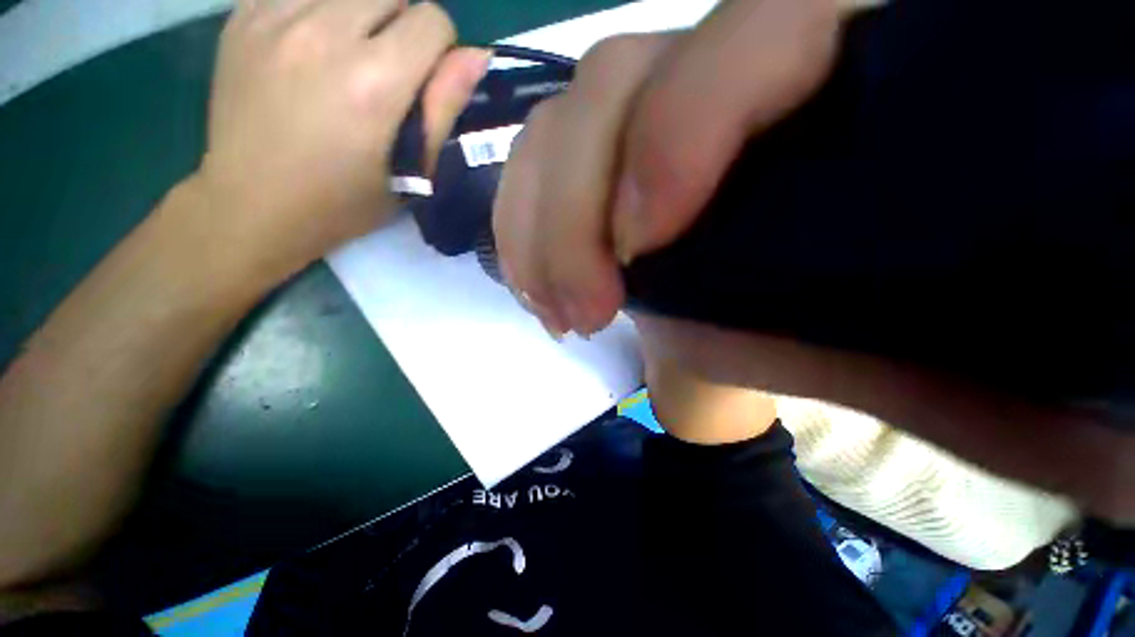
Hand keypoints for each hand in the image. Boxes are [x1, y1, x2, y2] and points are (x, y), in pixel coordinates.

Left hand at [196, 0, 489, 284]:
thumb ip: (444, 107)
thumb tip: (477, 55)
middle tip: (386, 71)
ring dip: (360, 13)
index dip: (439, 48)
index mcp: (374, 82)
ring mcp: (275, 19)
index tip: (425, 79)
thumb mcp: (412, 170)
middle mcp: (324, 34)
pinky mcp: (241, 17)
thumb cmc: (345, 200)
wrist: (254, 203)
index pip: (432, 20)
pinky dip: (318, 8)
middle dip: (402, 26)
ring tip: (347, 56)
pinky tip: (309, 45)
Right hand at [492, 5, 1132, 520]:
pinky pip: (545, 167)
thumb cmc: (928, 367)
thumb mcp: (925, 370)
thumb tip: (713, 331)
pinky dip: (525, 224)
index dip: (681, 130)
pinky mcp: (616, 178)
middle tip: (582, 312)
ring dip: (538, 224)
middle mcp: (747, 91)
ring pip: (564, 125)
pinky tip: (537, 285)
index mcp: (873, 98)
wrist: (857, 356)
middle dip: (576, 210)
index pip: (767, 28)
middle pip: (619, 81)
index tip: (641, 249)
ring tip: (549, 305)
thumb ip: (840, 340)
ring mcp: (663, 129)